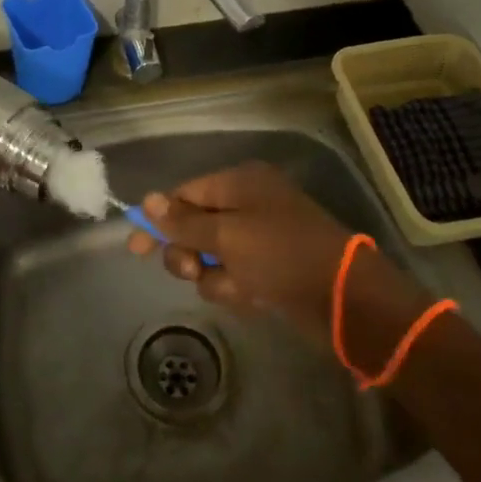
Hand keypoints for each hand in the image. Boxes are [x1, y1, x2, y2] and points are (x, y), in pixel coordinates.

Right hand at [127, 161, 429, 336]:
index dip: (159, 219)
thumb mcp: (227, 235)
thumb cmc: (282, 254)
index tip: (135, 247)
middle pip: (194, 227)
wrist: (345, 298)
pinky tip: (254, 297)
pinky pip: (233, 277)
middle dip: (190, 253)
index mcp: (240, 183)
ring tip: (239, 287)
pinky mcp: (269, 270)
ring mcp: (259, 239)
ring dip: (216, 277)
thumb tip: (147, 200)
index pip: (185, 194)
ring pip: (211, 258)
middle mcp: (248, 205)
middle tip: (194, 270)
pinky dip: (236, 289)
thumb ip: (184, 222)